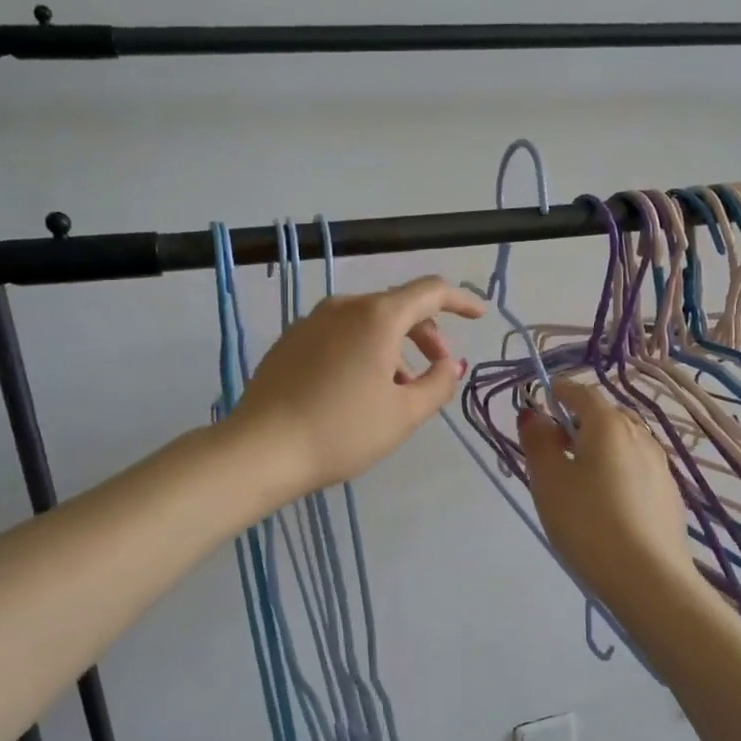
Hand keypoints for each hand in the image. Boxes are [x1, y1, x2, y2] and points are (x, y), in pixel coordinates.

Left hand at [233, 275, 486, 494]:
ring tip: (398, 389)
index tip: (479, 316)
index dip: (460, 300)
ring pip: (367, 322)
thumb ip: (438, 383)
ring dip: (394, 346)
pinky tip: (360, 388)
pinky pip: (340, 334)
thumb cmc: (342, 431)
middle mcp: (343, 307)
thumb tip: (449, 364)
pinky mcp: (290, 341)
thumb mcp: (404, 414)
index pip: (430, 291)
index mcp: (377, 316)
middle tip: (437, 368)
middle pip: (398, 306)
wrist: (261, 449)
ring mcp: (311, 321)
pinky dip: (363, 350)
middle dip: (425, 332)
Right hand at [520, 382, 697, 606]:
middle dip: (577, 424)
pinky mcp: (670, 494)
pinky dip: (617, 473)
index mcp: (609, 424)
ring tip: (578, 482)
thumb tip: (534, 414)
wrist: (649, 578)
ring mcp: (660, 465)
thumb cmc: (588, 522)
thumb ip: (537, 441)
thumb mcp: (548, 481)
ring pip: (622, 444)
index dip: (557, 393)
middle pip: (604, 417)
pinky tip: (607, 505)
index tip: (539, 404)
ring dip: (598, 450)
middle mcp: (640, 435)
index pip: (580, 392)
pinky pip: (636, 469)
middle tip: (552, 451)